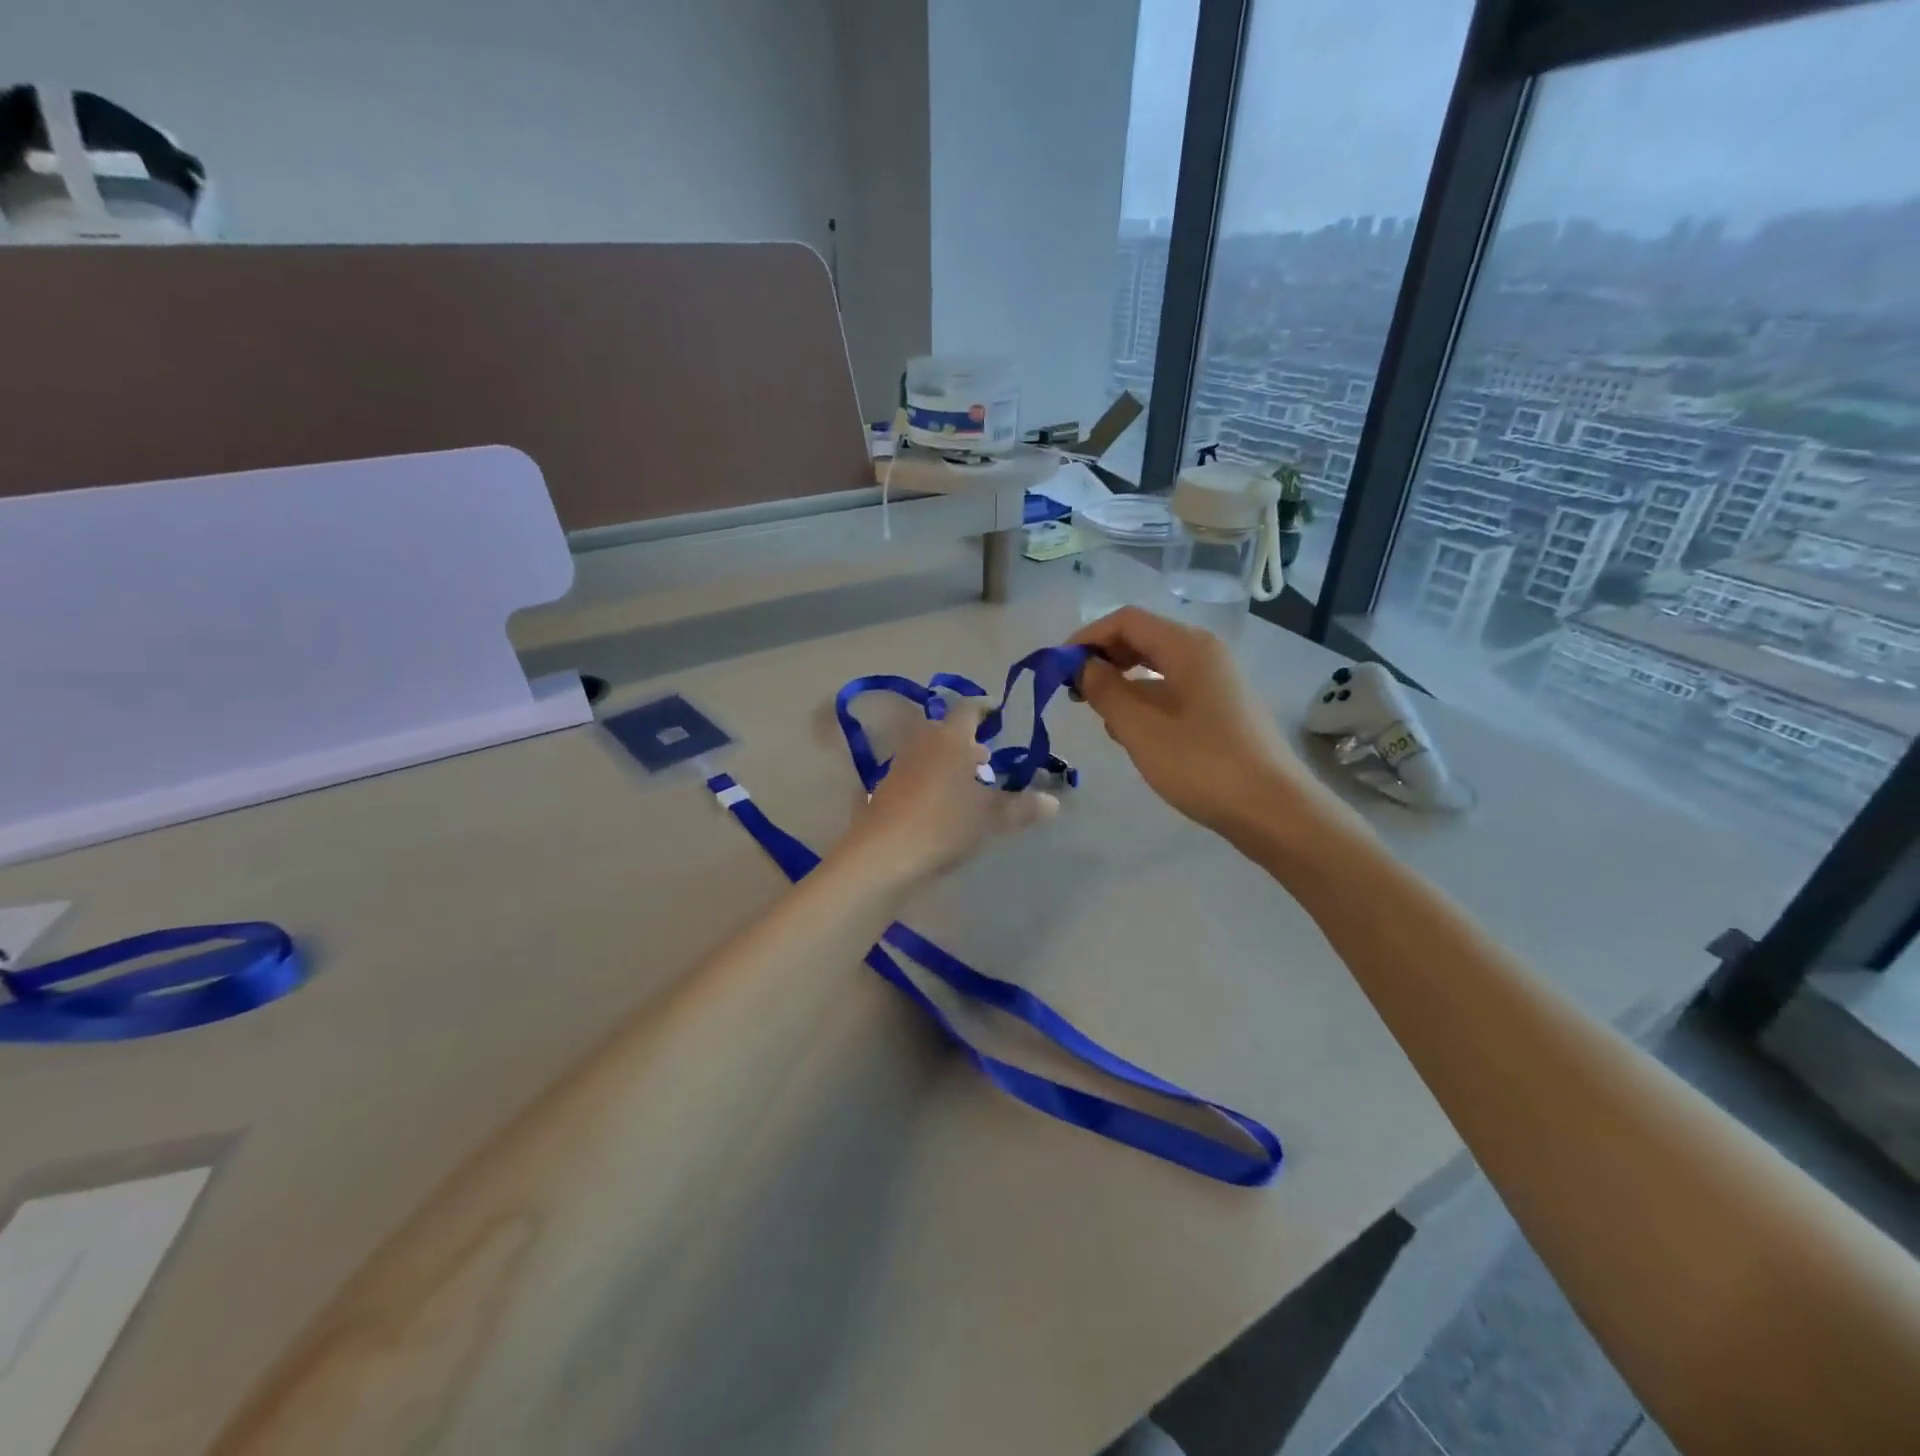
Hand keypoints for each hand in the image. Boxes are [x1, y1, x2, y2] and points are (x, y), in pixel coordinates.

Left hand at [838, 698, 1058, 881]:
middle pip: (947, 731)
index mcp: (950, 738)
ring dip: (949, 761)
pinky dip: (933, 779)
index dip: (985, 710)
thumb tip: (1054, 802)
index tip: (999, 716)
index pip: (968, 709)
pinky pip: (916, 773)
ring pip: (930, 752)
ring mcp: (900, 765)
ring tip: (970, 783)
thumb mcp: (991, 817)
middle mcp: (922, 743)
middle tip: (988, 756)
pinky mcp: (886, 789)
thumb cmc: (943, 824)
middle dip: (968, 741)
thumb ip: (1022, 807)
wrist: (883, 854)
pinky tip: (943, 804)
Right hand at [1070, 607, 1346, 850]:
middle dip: (1103, 659)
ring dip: (1123, 684)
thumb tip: (1082, 666)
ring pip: (1157, 668)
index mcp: (1188, 647)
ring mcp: (1217, 682)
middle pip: (1143, 639)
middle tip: (1074, 692)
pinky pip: (1173, 692)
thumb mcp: (1141, 729)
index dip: (1087, 637)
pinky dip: (1145, 703)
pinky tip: (1132, 735)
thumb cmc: (1203, 765)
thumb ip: (1105, 691)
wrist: (1274, 811)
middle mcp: (1205, 654)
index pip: (1126, 621)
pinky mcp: (1222, 710)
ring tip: (1101, 718)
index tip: (1058, 668)